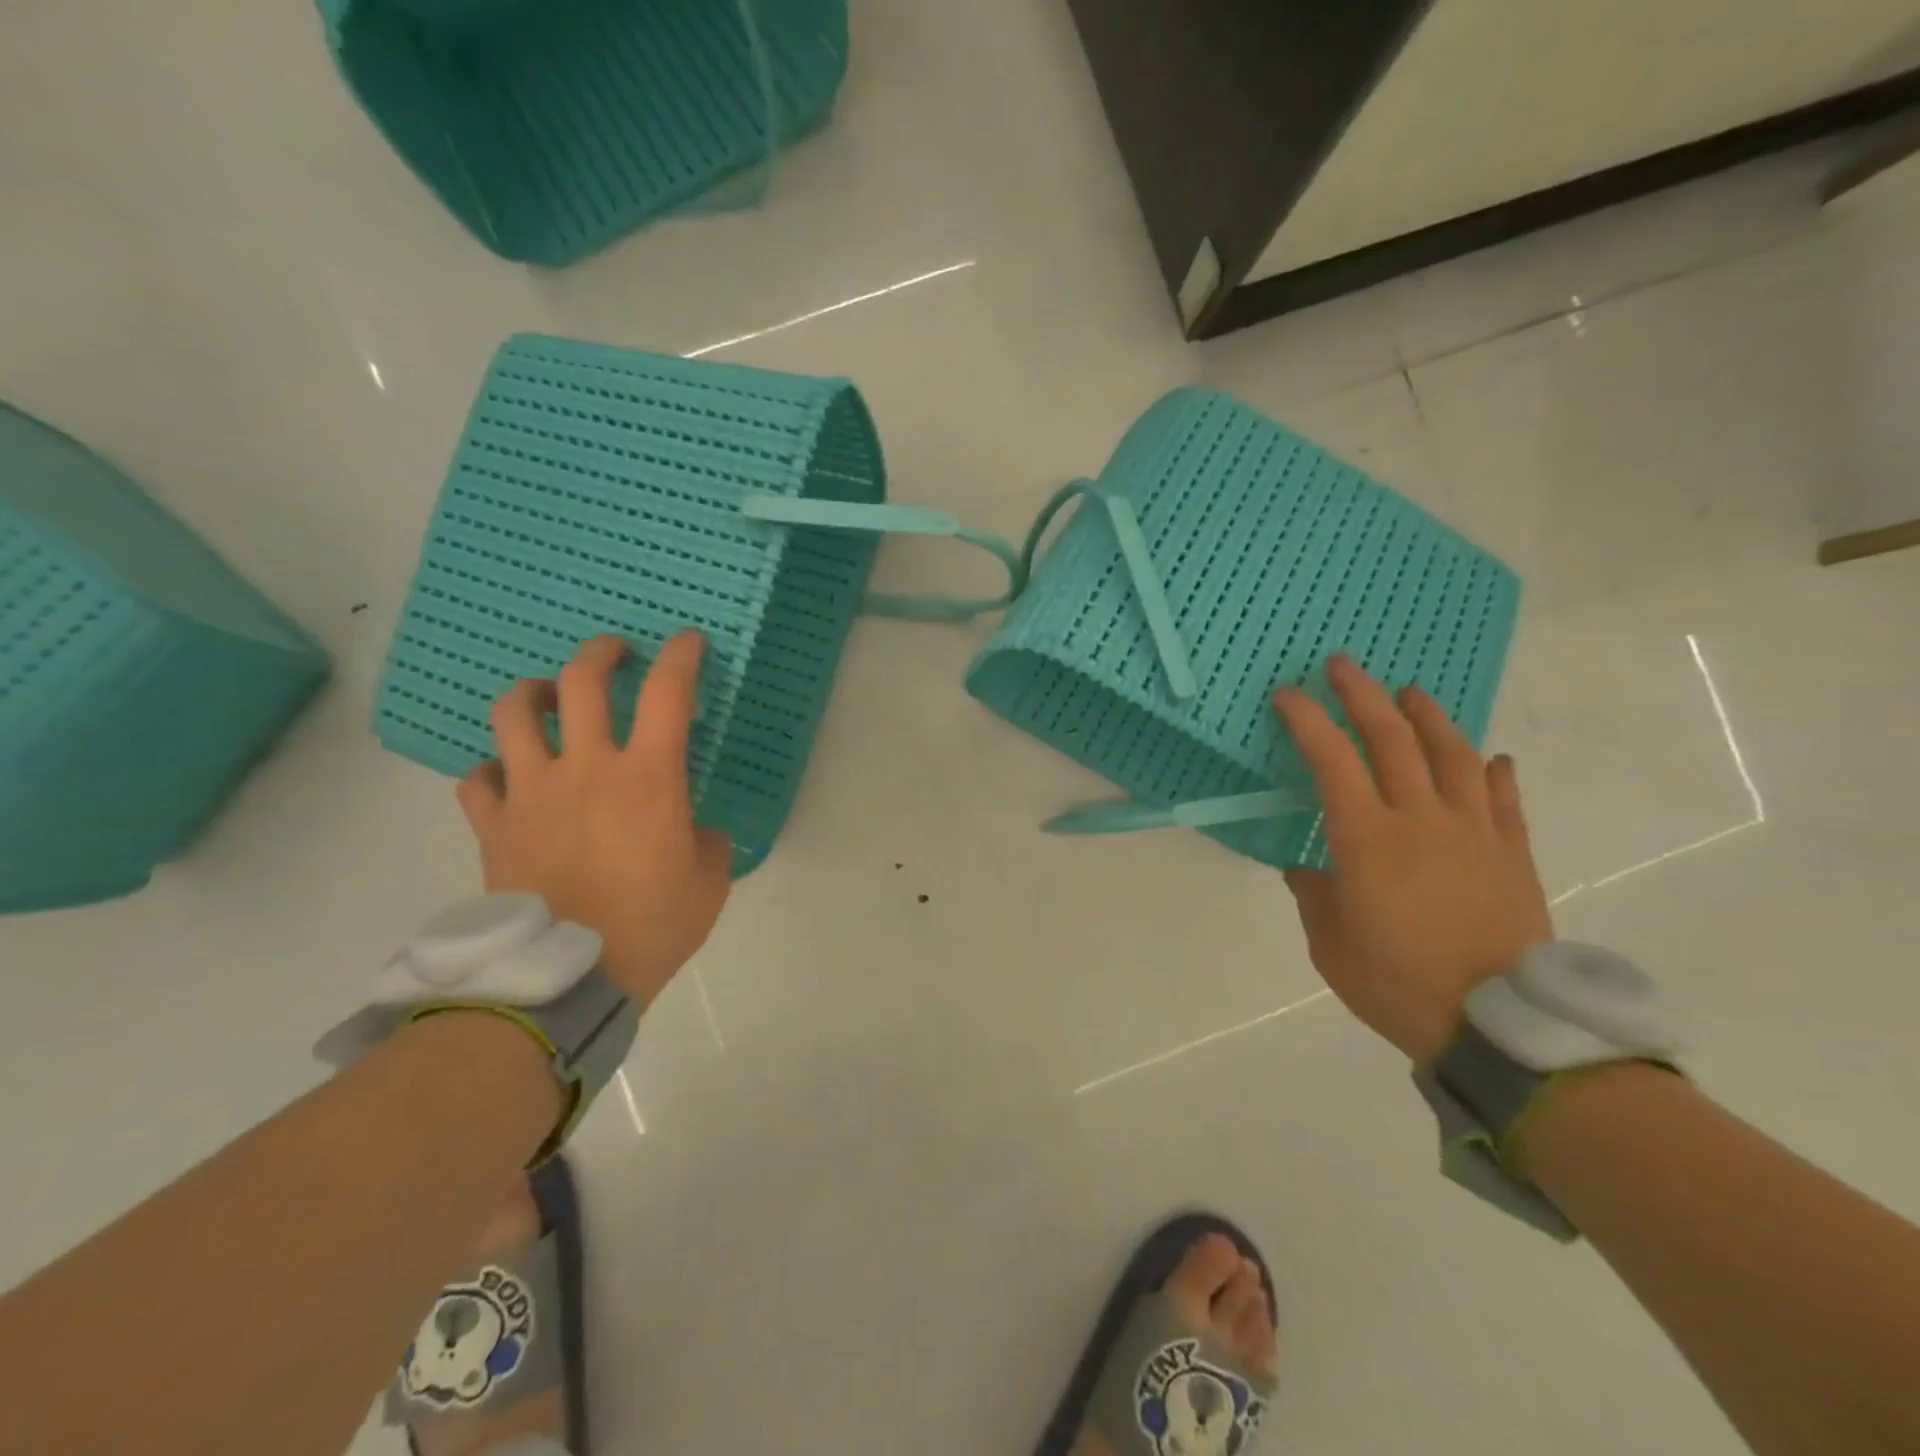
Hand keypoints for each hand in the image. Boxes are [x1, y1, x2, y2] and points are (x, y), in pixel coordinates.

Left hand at [456, 632, 732, 1009]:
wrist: (568, 980)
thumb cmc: (651, 925)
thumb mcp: (709, 881)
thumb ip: (706, 841)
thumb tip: (690, 828)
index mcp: (648, 776)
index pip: (668, 692)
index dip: (681, 656)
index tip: (688, 642)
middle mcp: (585, 767)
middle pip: (581, 680)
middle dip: (602, 653)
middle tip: (616, 655)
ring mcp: (531, 792)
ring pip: (514, 713)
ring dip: (534, 693)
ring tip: (548, 700)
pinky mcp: (494, 826)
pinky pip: (477, 778)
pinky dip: (493, 769)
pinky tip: (509, 778)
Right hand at [1273, 656, 1551, 1064]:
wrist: (1499, 1026)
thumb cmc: (1398, 984)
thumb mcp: (1331, 945)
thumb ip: (1314, 897)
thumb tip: (1307, 871)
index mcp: (1367, 839)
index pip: (1331, 760)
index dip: (1308, 720)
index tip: (1289, 695)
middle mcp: (1421, 820)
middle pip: (1392, 739)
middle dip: (1363, 695)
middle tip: (1344, 666)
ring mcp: (1474, 832)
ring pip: (1452, 755)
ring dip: (1427, 716)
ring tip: (1410, 693)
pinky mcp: (1513, 854)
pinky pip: (1503, 799)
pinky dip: (1492, 771)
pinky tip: (1488, 758)